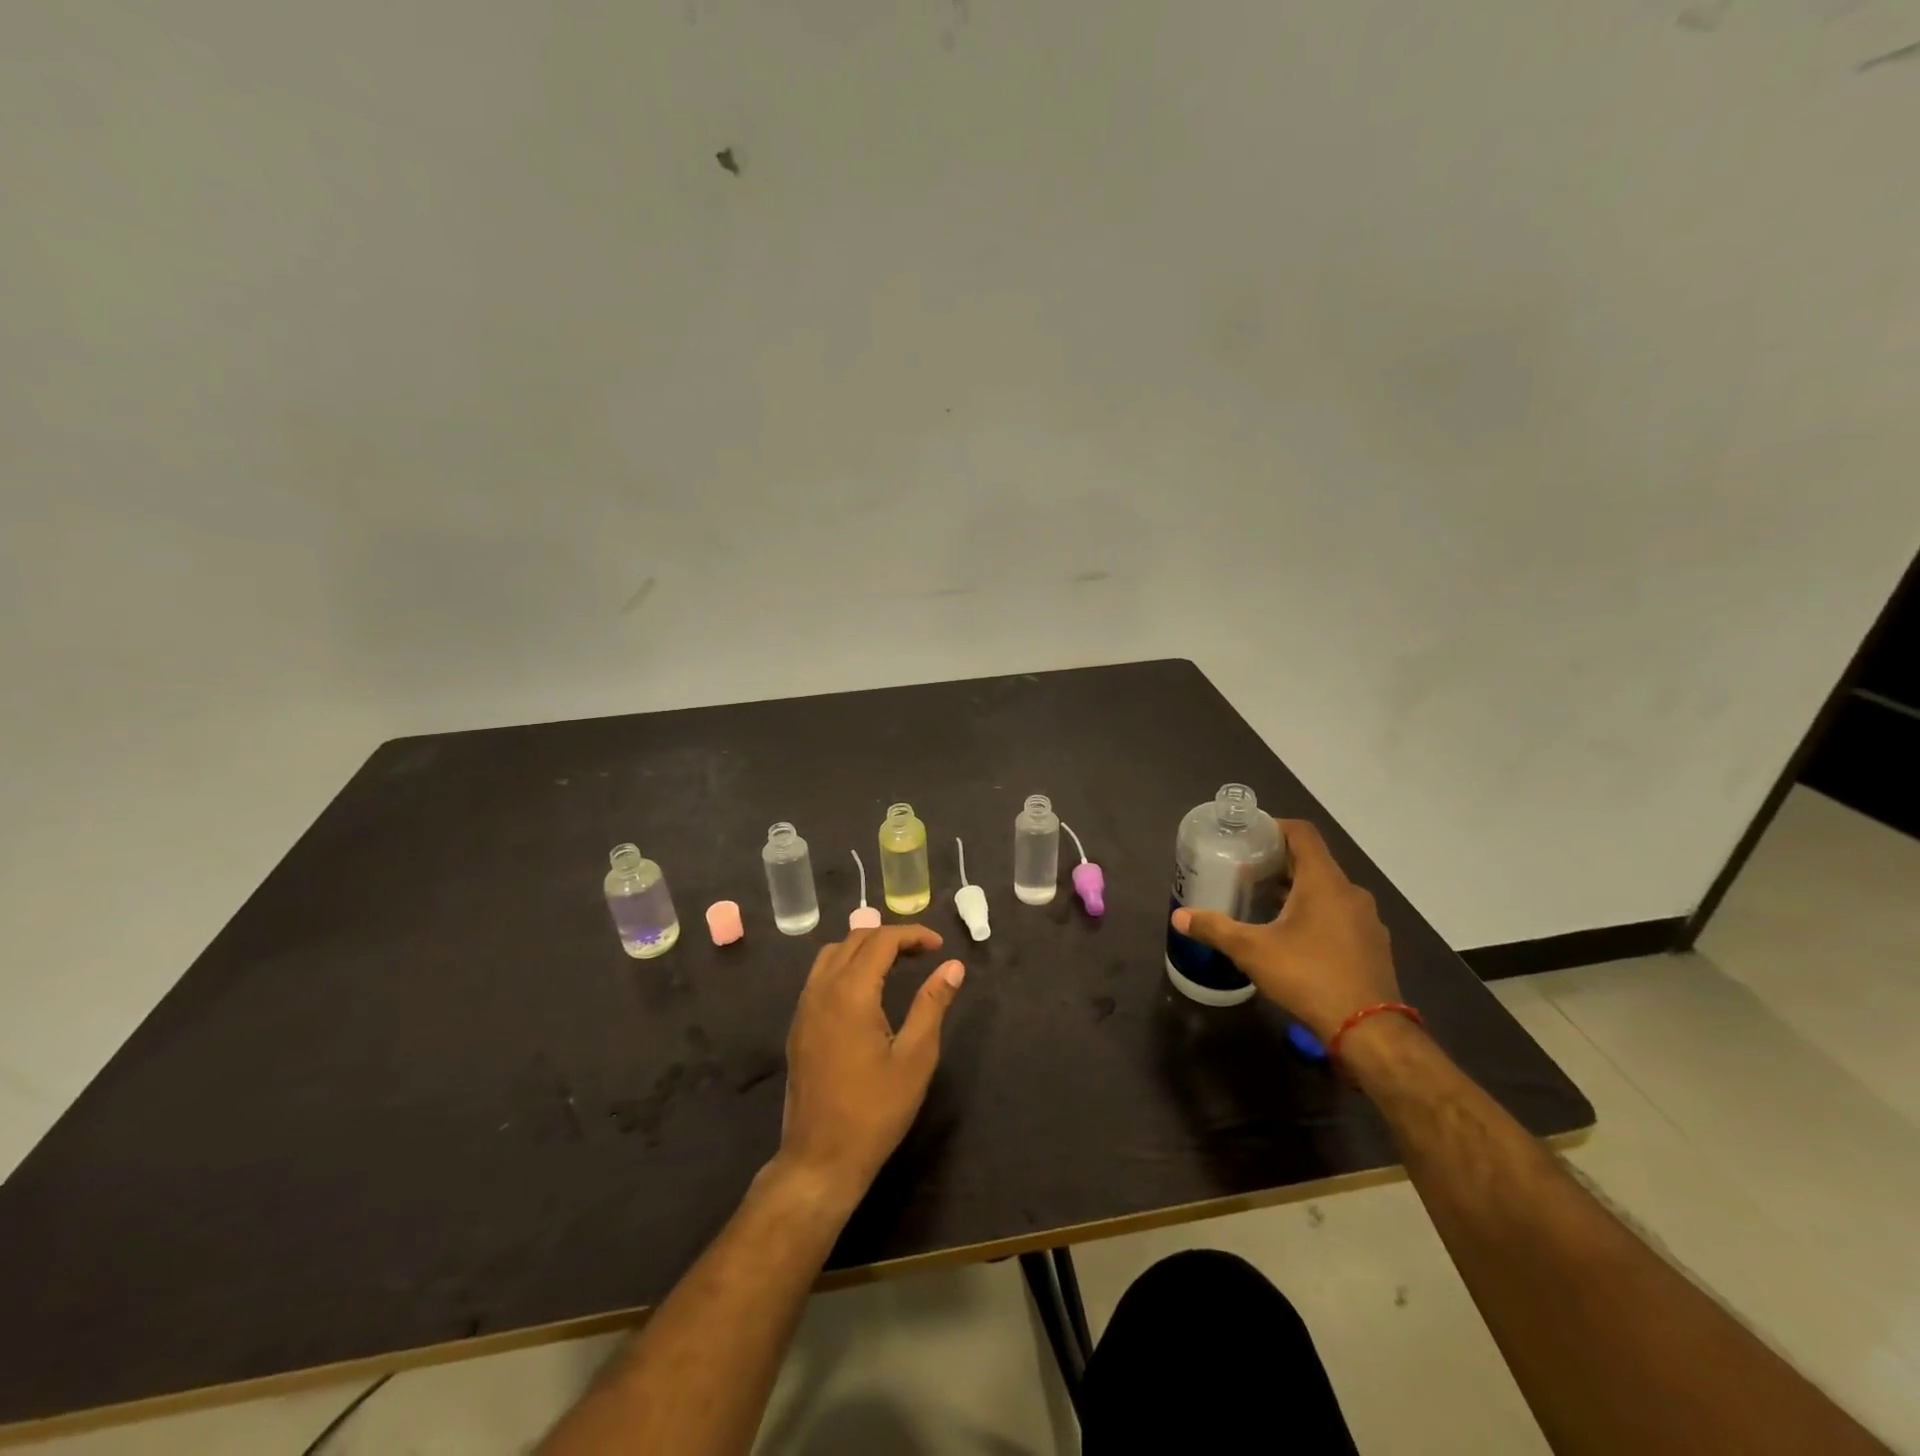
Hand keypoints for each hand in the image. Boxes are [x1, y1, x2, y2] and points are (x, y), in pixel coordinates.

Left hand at [774, 925, 965, 1210]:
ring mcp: (804, 1007)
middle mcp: (822, 989)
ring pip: (832, 954)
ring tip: (895, 964)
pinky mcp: (798, 1026)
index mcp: (851, 992)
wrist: (819, 1159)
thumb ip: (932, 1004)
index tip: (939, 947)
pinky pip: (820, 976)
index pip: (881, 940)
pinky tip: (866, 992)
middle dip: (890, 937)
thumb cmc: (875, 1110)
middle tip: (922, 954)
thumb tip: (953, 966)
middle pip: (855, 939)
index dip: (912, 935)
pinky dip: (845, 966)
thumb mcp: (915, 1057)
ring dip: (864, 948)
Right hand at [1171, 819, 1398, 1042]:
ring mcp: (1367, 920)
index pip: (1302, 833)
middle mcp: (1351, 893)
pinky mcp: (1373, 945)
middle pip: (1313, 862)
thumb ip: (1215, 929)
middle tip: (1246, 872)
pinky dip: (1316, 915)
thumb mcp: (1252, 951)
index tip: (1249, 837)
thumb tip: (1179, 917)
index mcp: (1324, 881)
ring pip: (1328, 891)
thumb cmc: (1308, 976)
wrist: (1369, 1030)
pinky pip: (1340, 916)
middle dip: (1279, 863)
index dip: (1275, 827)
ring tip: (1265, 904)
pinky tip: (1294, 938)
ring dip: (1297, 891)